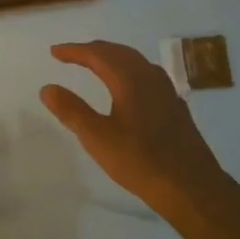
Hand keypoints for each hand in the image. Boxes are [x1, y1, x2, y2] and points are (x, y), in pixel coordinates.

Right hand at [40, 42, 232, 218]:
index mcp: (130, 80)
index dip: (74, 51)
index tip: (54, 52)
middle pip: (119, 52)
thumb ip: (71, 110)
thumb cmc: (140, 161)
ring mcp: (167, 92)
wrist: (191, 188)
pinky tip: (129, 87)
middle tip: (72, 54)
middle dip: (93, 50)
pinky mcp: (175, 107)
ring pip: (136, 62)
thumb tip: (48, 88)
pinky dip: (129, 71)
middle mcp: (150, 78)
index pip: (98, 54)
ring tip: (96, 64)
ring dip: (112, 58)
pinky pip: (148, 75)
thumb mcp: (97, 138)